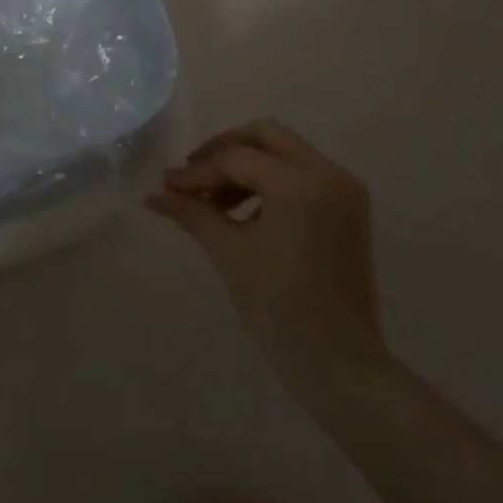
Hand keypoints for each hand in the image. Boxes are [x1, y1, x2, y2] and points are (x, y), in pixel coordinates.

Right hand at [147, 119, 388, 391]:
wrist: (341, 366)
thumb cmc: (281, 309)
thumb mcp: (229, 254)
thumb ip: (192, 213)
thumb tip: (154, 195)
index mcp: (301, 182)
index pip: (237, 159)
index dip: (198, 172)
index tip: (167, 186)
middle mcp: (329, 173)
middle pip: (265, 136)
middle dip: (224, 151)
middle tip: (193, 175)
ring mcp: (344, 190)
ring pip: (284, 152)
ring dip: (246, 166)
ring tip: (213, 200)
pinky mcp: (348, 209)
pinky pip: (301, 175)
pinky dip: (270, 183)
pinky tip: (243, 213)